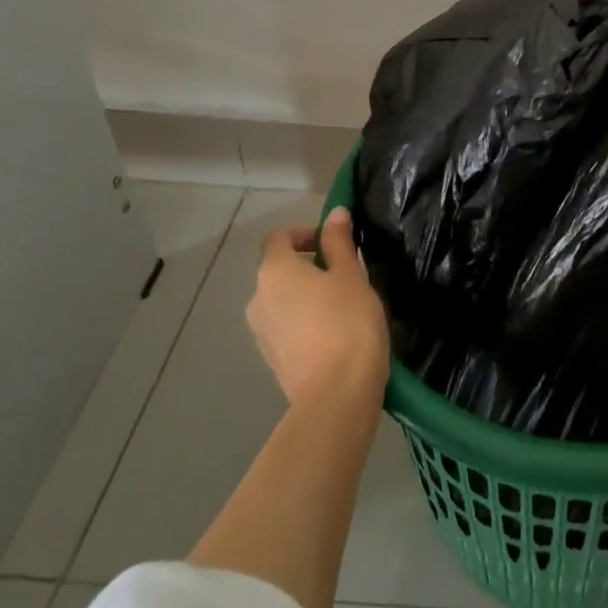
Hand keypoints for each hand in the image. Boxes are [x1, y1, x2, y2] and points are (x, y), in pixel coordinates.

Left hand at [246, 207, 389, 406]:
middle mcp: (258, 299)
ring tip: (344, 306)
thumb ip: (339, 242)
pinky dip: (306, 322)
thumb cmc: (347, 321)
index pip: (279, 237)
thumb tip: (334, 214)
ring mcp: (261, 333)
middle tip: (346, 274)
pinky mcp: (272, 361)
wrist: (337, 394)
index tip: (335, 243)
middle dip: (309, 266)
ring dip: (307, 296)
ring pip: (283, 301)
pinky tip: (336, 334)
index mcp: (274, 271)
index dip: (305, 232)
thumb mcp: (350, 274)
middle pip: (279, 269)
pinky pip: (287, 328)